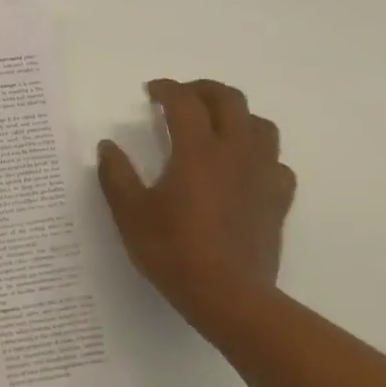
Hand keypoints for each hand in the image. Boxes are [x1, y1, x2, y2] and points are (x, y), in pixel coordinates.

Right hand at [97, 79, 296, 333]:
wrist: (228, 297)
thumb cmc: (173, 251)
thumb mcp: (130, 213)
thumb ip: (116, 175)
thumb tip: (107, 146)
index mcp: (197, 150)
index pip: (184, 102)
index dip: (167, 89)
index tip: (151, 91)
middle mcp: (235, 152)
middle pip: (229, 100)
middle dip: (203, 90)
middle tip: (181, 98)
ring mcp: (262, 175)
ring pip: (260, 125)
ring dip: (236, 116)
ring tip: (215, 127)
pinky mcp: (277, 199)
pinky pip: (276, 162)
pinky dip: (258, 154)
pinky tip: (243, 168)